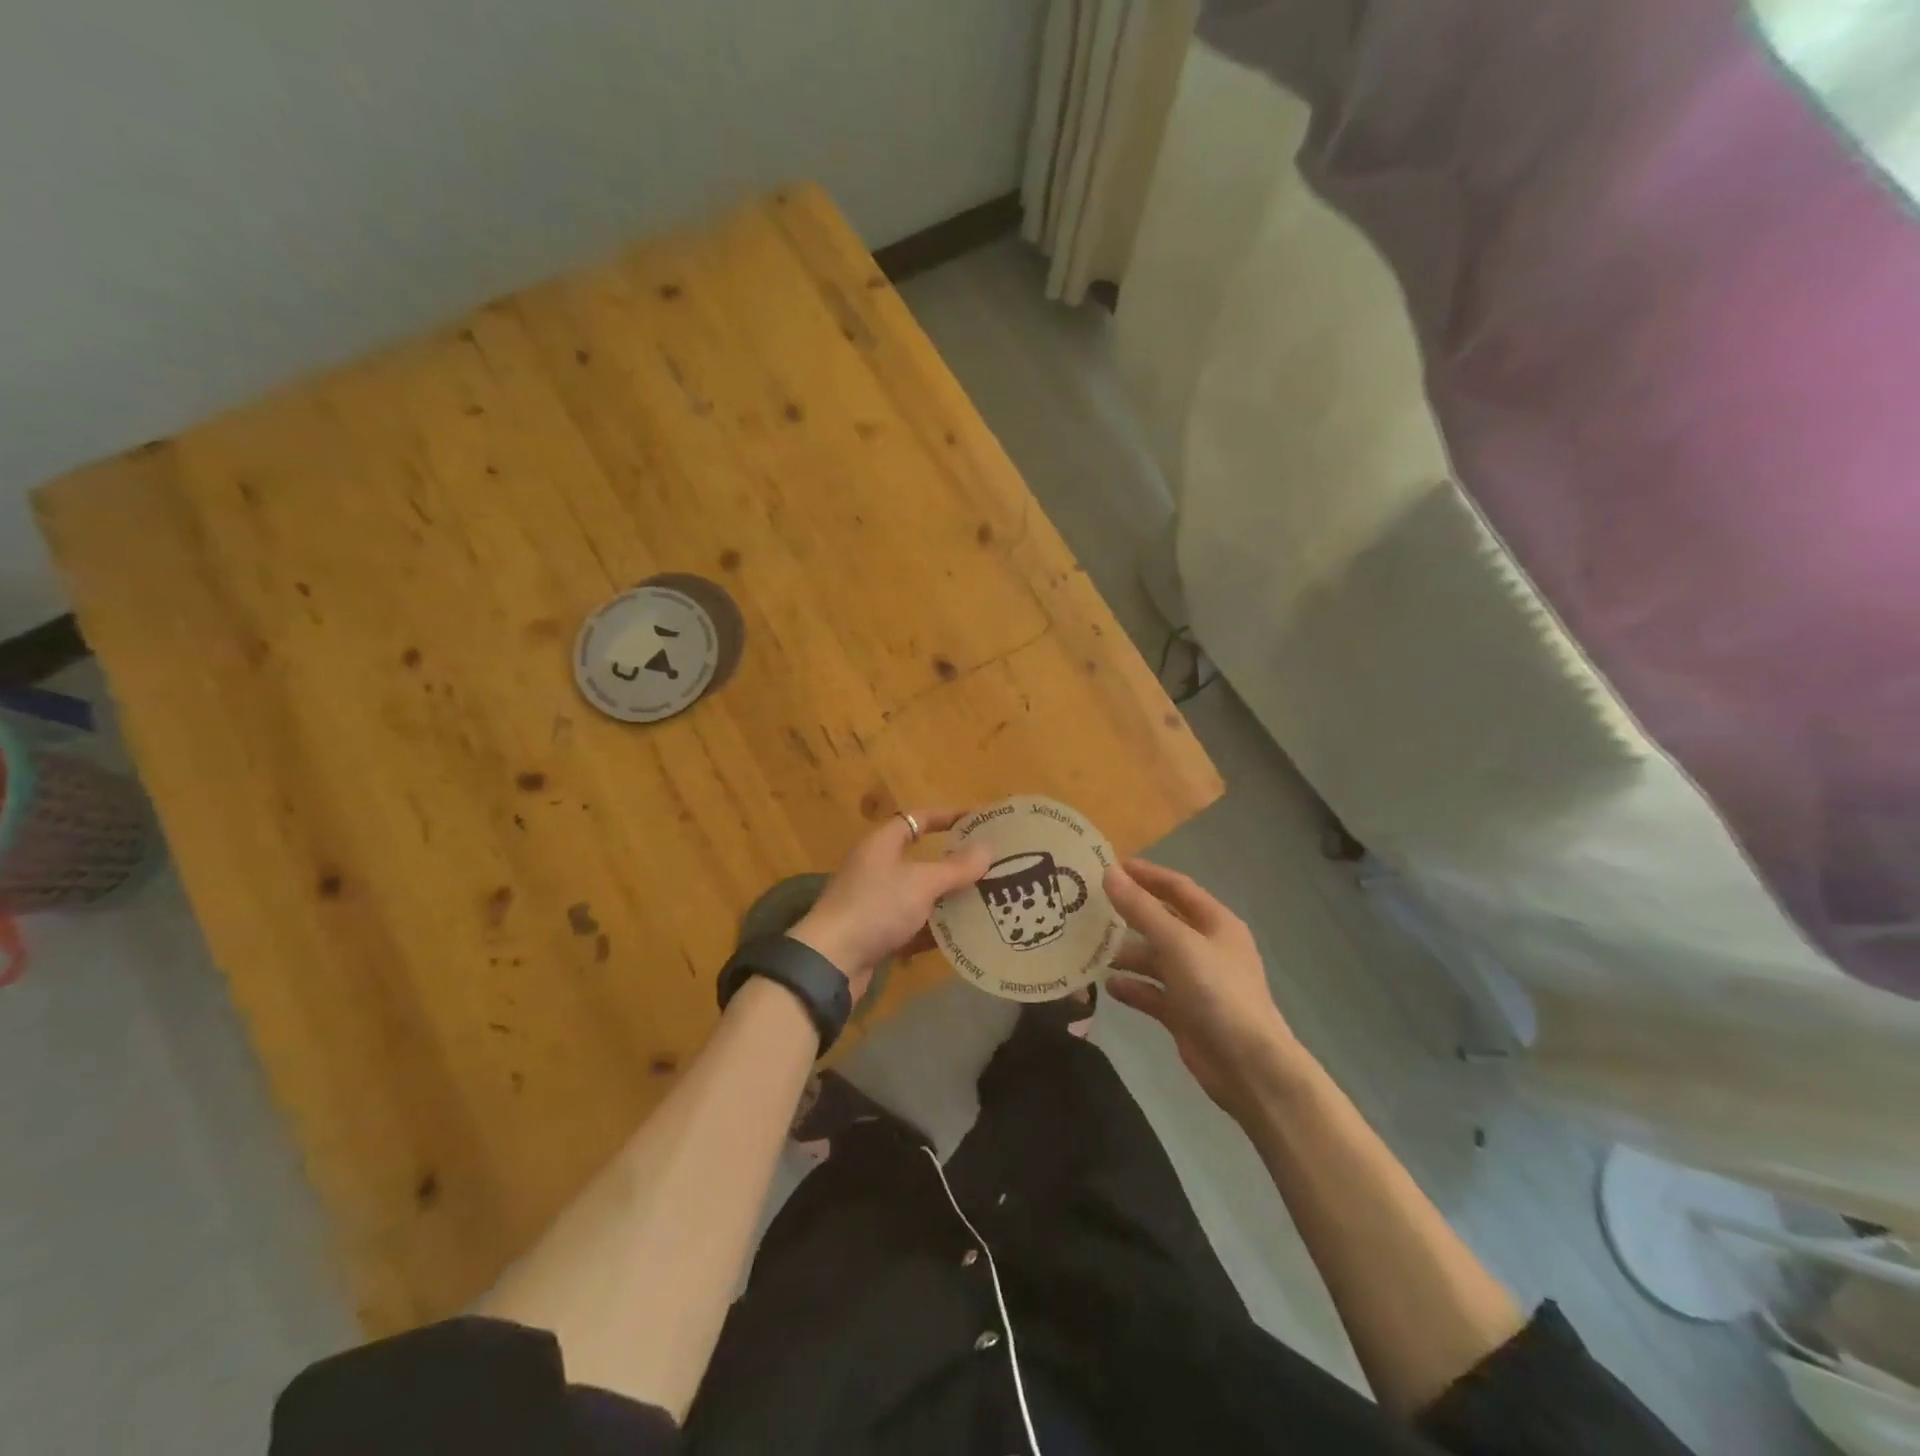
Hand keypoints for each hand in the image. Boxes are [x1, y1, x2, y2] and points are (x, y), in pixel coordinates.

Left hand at [789, 809, 991, 997]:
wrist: (831, 961)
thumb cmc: (876, 908)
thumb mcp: (922, 884)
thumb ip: (956, 867)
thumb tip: (987, 848)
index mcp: (882, 844)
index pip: (918, 819)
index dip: (947, 816)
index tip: (978, 820)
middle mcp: (876, 867)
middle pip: (920, 857)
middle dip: (953, 862)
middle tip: (988, 865)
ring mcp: (874, 901)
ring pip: (918, 893)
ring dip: (947, 897)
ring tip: (985, 899)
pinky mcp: (875, 932)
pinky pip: (912, 923)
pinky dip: (934, 927)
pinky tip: (962, 934)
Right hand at [1104, 859, 1316, 1122]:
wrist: (1248, 1066)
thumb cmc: (1216, 992)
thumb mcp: (1177, 943)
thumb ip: (1141, 909)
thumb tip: (1109, 873)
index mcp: (1215, 923)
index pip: (1177, 887)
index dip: (1145, 874)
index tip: (1109, 866)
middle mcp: (1206, 947)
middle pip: (1162, 922)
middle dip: (1128, 915)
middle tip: (1088, 907)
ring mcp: (1195, 981)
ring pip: (1154, 958)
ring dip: (1125, 954)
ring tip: (1088, 949)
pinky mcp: (1184, 1012)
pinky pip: (1152, 992)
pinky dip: (1132, 987)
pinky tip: (1106, 986)